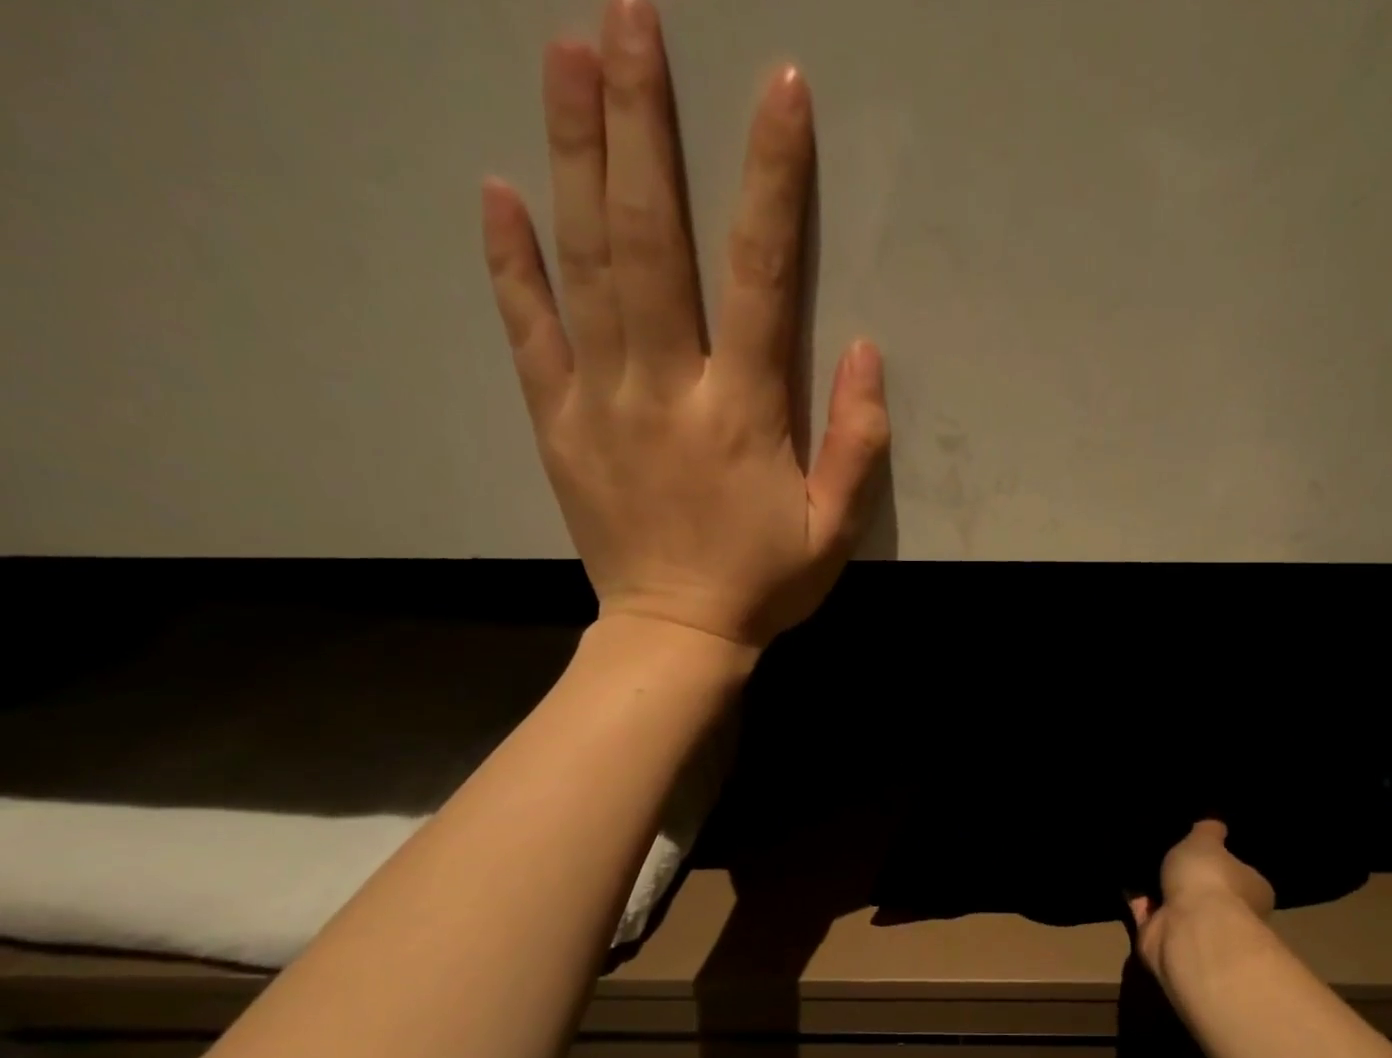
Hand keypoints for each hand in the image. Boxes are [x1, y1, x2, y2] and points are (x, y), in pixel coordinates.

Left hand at [481, 0, 889, 649]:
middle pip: (650, 238)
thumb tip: (867, 352)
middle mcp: (667, 388)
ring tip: (565, 52)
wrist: (676, 635)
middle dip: (642, 121)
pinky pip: (528, 331)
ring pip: (584, 263)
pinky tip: (497, 190)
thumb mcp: (835, 532)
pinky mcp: (557, 423)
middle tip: (628, 14)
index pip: (760, 275)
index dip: (770, 179)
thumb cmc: (764, 584)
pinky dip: (510, 261)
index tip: (777, 86)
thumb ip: (858, 445)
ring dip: (572, 153)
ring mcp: (601, 400)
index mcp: (743, 414)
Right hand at [1129, 820, 1275, 978]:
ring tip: (1136, 858)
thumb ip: (1208, 831)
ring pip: (1173, 902)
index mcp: (1252, 890)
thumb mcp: (1207, 840)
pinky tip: (1121, 876)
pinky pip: (1146, 913)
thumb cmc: (1209, 879)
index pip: (1239, 873)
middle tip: (1162, 849)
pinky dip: (1135, 899)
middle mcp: (1228, 914)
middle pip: (1204, 890)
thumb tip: (1215, 825)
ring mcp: (1193, 929)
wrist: (1187, 928)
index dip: (1221, 859)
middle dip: (1184, 876)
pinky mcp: (1162, 939)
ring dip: (1156, 887)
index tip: (1200, 845)